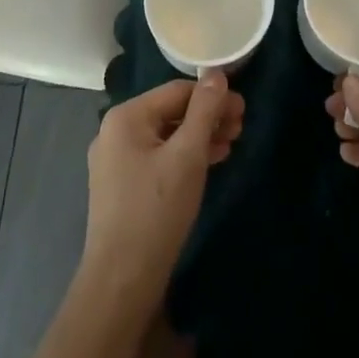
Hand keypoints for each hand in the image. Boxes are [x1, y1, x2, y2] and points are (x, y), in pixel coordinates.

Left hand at [82, 73, 245, 304]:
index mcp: (125, 117)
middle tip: (241, 128)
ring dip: (199, 137)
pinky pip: (158, 158)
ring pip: (166, 137)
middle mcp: (115, 132)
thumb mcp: (188, 155)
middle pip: (171, 112)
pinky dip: (184, 157)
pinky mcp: (122, 187)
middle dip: (207, 117)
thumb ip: (204, 111)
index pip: (177, 91)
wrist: (122, 282)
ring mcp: (115, 161)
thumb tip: (217, 74)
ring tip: (231, 144)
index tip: (243, 109)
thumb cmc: (156, 210)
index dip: (213, 97)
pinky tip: (209, 164)